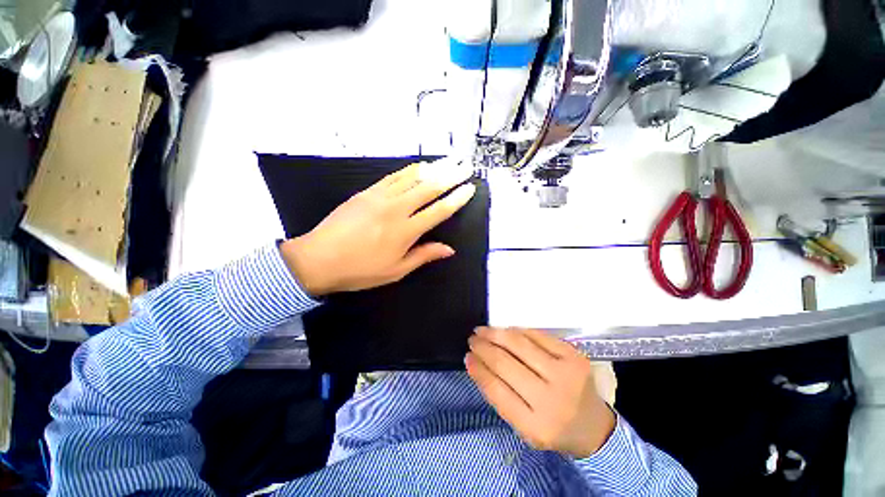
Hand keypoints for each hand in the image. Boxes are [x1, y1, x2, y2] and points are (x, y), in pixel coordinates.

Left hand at [280, 159, 475, 296]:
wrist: (318, 258)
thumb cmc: (360, 270)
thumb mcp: (396, 270)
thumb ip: (423, 255)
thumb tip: (449, 249)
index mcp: (406, 231)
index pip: (439, 211)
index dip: (456, 199)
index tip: (469, 188)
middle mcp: (396, 209)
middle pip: (429, 188)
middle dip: (450, 175)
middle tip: (465, 165)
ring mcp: (380, 197)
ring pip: (412, 177)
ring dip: (433, 168)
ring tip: (448, 160)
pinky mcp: (367, 192)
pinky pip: (393, 176)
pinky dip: (409, 170)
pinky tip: (419, 166)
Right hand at [466, 327, 615, 457]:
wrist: (594, 426)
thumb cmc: (552, 426)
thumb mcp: (523, 426)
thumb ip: (500, 396)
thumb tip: (476, 362)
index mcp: (537, 427)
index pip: (497, 390)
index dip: (479, 370)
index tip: (467, 357)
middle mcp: (552, 400)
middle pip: (506, 364)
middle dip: (484, 347)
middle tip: (472, 339)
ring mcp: (566, 375)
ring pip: (520, 345)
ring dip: (496, 334)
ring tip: (482, 330)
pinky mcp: (574, 356)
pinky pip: (538, 335)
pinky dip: (517, 330)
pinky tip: (505, 330)